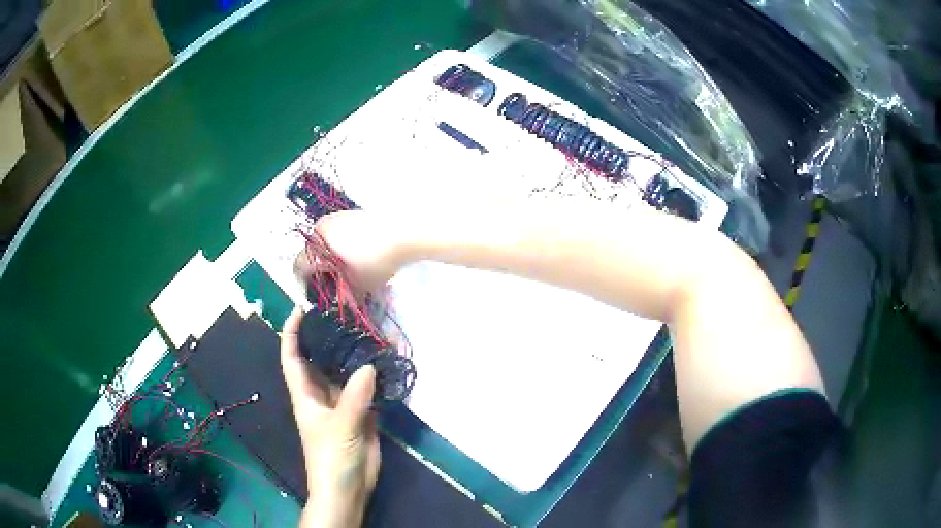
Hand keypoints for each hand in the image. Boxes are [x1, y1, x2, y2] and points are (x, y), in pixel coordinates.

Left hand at [280, 307, 379, 527]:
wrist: (348, 488)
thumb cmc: (331, 459)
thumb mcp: (339, 427)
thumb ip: (354, 398)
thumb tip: (370, 365)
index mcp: (305, 395)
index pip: (292, 357)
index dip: (291, 332)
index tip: (301, 308)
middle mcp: (321, 394)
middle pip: (320, 358)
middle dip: (328, 336)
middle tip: (345, 312)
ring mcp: (342, 403)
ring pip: (346, 372)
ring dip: (355, 354)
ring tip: (370, 330)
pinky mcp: (362, 413)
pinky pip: (367, 388)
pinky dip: (375, 374)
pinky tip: (386, 360)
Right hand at [307, 210, 408, 294]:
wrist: (404, 235)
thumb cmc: (375, 262)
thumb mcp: (358, 286)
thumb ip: (344, 295)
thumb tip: (342, 301)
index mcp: (315, 246)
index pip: (298, 267)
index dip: (304, 284)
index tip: (313, 293)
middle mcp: (320, 228)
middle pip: (312, 253)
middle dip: (321, 270)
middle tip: (334, 284)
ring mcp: (336, 217)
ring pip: (325, 242)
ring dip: (332, 258)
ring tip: (348, 272)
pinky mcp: (352, 213)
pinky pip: (339, 233)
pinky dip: (343, 246)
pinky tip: (359, 256)